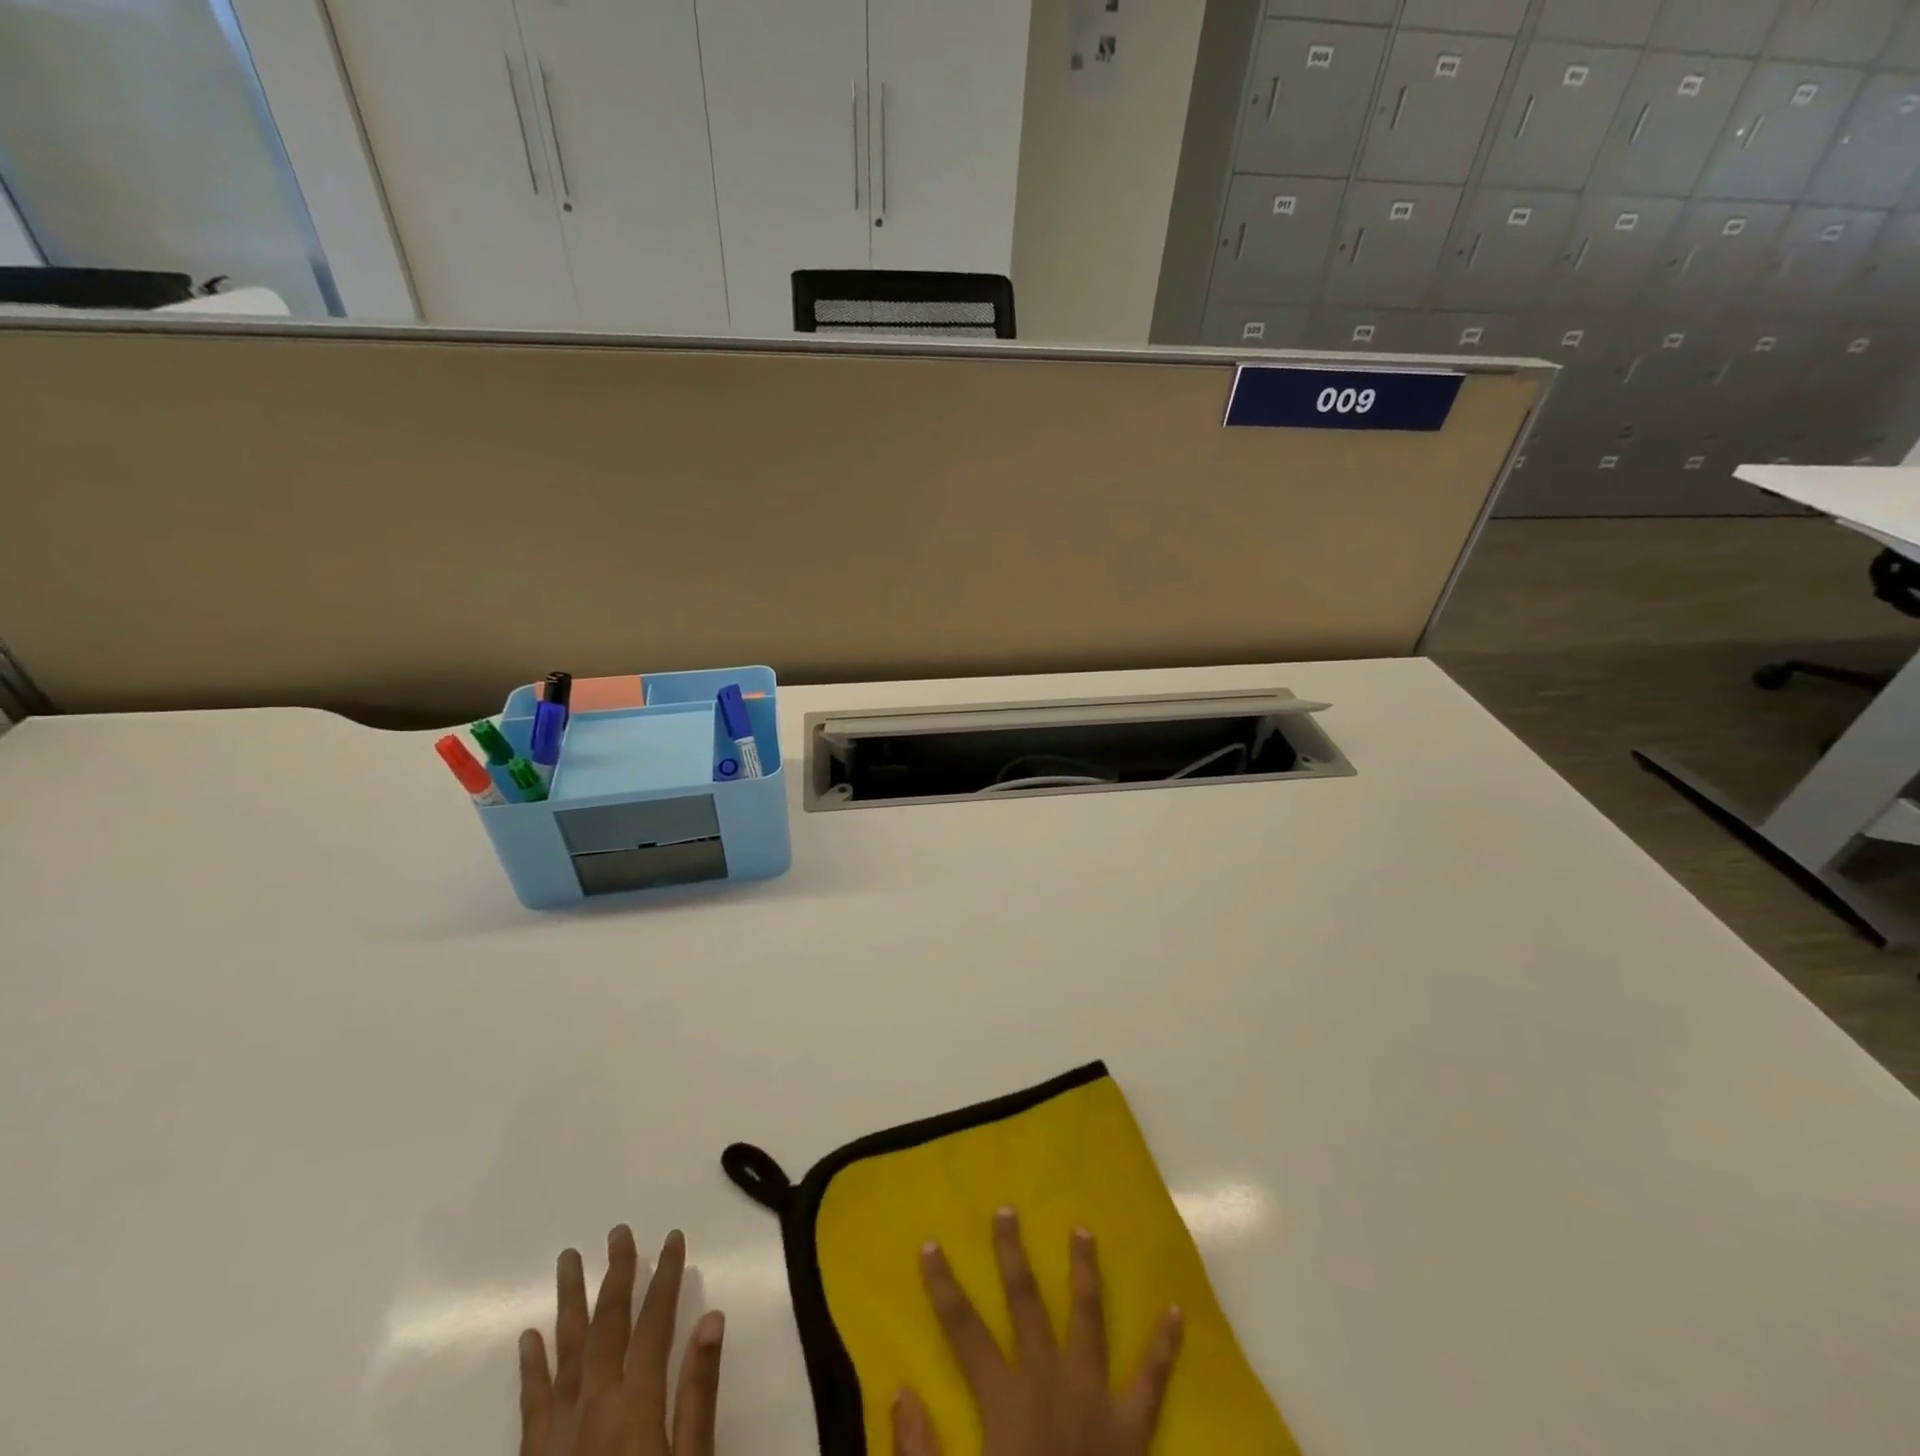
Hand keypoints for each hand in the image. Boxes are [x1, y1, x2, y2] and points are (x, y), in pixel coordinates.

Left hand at [519, 1225, 725, 1455]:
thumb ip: (698, 1393)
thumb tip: (712, 1317)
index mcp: (636, 1403)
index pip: (654, 1321)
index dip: (665, 1276)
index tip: (673, 1238)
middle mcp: (594, 1405)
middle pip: (606, 1325)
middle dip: (616, 1274)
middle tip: (618, 1231)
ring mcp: (557, 1432)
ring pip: (565, 1350)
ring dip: (569, 1302)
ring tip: (568, 1259)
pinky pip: (530, 1402)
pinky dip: (531, 1365)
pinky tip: (529, 1337)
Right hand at [893, 1208, 1183, 1455]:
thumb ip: (921, 1453)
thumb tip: (901, 1391)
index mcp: (1007, 1402)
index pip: (964, 1330)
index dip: (943, 1287)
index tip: (929, 1244)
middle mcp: (1051, 1384)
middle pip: (1027, 1305)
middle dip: (1014, 1255)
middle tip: (1008, 1211)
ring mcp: (1097, 1401)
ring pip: (1088, 1320)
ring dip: (1084, 1273)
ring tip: (1083, 1231)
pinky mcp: (1134, 1429)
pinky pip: (1152, 1381)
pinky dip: (1165, 1346)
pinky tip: (1176, 1310)